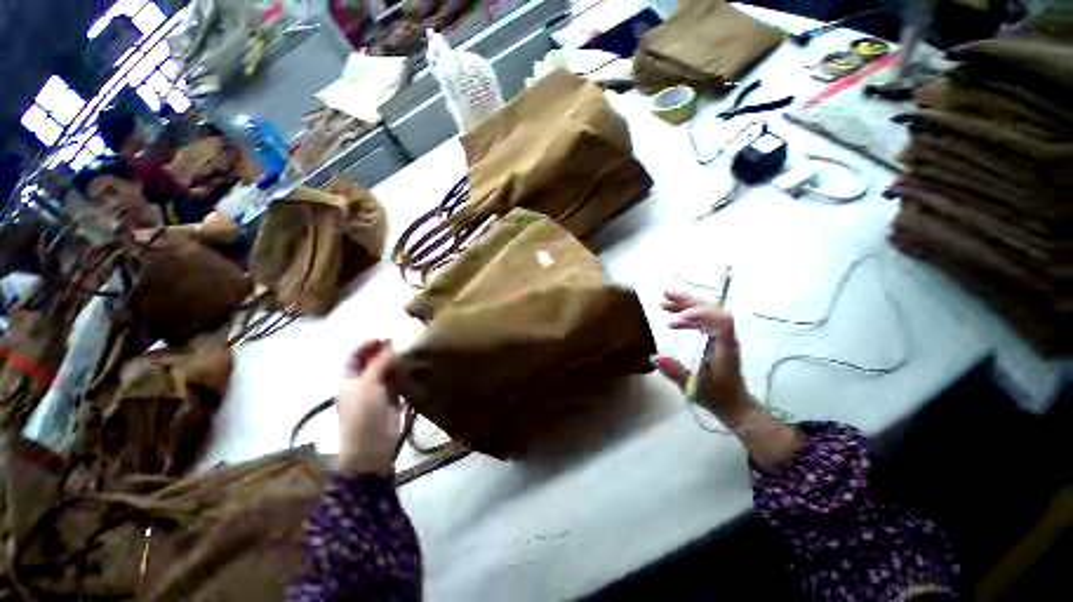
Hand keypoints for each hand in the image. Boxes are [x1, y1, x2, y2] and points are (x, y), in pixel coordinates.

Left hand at [337, 340, 402, 475]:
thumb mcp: (368, 383)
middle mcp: (363, 382)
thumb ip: (380, 362)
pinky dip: (407, 373)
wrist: (372, 445)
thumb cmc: (363, 412)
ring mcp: (379, 390)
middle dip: (388, 351)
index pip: (356, 355)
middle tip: (406, 341)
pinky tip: (417, 366)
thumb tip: (394, 342)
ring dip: (400, 361)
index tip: (387, 337)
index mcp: (349, 378)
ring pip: (389, 370)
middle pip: (375, 361)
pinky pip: (400, 380)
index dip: (369, 344)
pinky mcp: (393, 398)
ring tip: (414, 351)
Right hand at [652, 292, 754, 427]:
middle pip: (711, 310)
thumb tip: (654, 357)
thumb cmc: (716, 396)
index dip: (702, 314)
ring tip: (663, 304)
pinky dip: (687, 318)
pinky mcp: (715, 339)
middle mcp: (725, 337)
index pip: (721, 322)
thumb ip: (675, 372)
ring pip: (706, 313)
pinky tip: (672, 322)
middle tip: (665, 295)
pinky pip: (702, 321)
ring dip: (686, 306)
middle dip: (688, 301)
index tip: (681, 315)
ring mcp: (720, 337)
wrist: (733, 404)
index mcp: (725, 347)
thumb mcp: (694, 387)